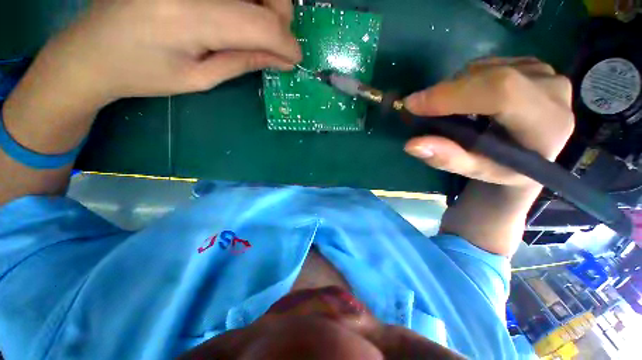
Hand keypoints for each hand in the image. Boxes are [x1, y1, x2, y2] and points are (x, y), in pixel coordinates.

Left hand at [33, 0, 300, 106]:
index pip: (259, 23)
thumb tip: (283, 60)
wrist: (91, 50)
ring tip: (259, 30)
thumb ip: (244, 61)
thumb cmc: (142, 73)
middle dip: (281, 16)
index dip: (286, 42)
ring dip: (267, 4)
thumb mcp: (200, 78)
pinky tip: (238, 13)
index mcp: (187, 16)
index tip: (296, 59)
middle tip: (277, 43)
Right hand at [403, 57, 573, 188]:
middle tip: (419, 107)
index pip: (501, 93)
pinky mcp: (532, 63)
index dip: (453, 95)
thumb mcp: (476, 170)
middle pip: (491, 77)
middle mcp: (553, 89)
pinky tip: (465, 99)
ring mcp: (544, 71)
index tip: (413, 105)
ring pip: (485, 69)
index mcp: (548, 124)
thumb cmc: (506, 168)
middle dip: (446, 92)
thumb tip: (412, 145)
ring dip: (454, 88)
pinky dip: (465, 81)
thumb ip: (447, 158)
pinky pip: (487, 65)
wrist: (534, 153)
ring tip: (446, 110)